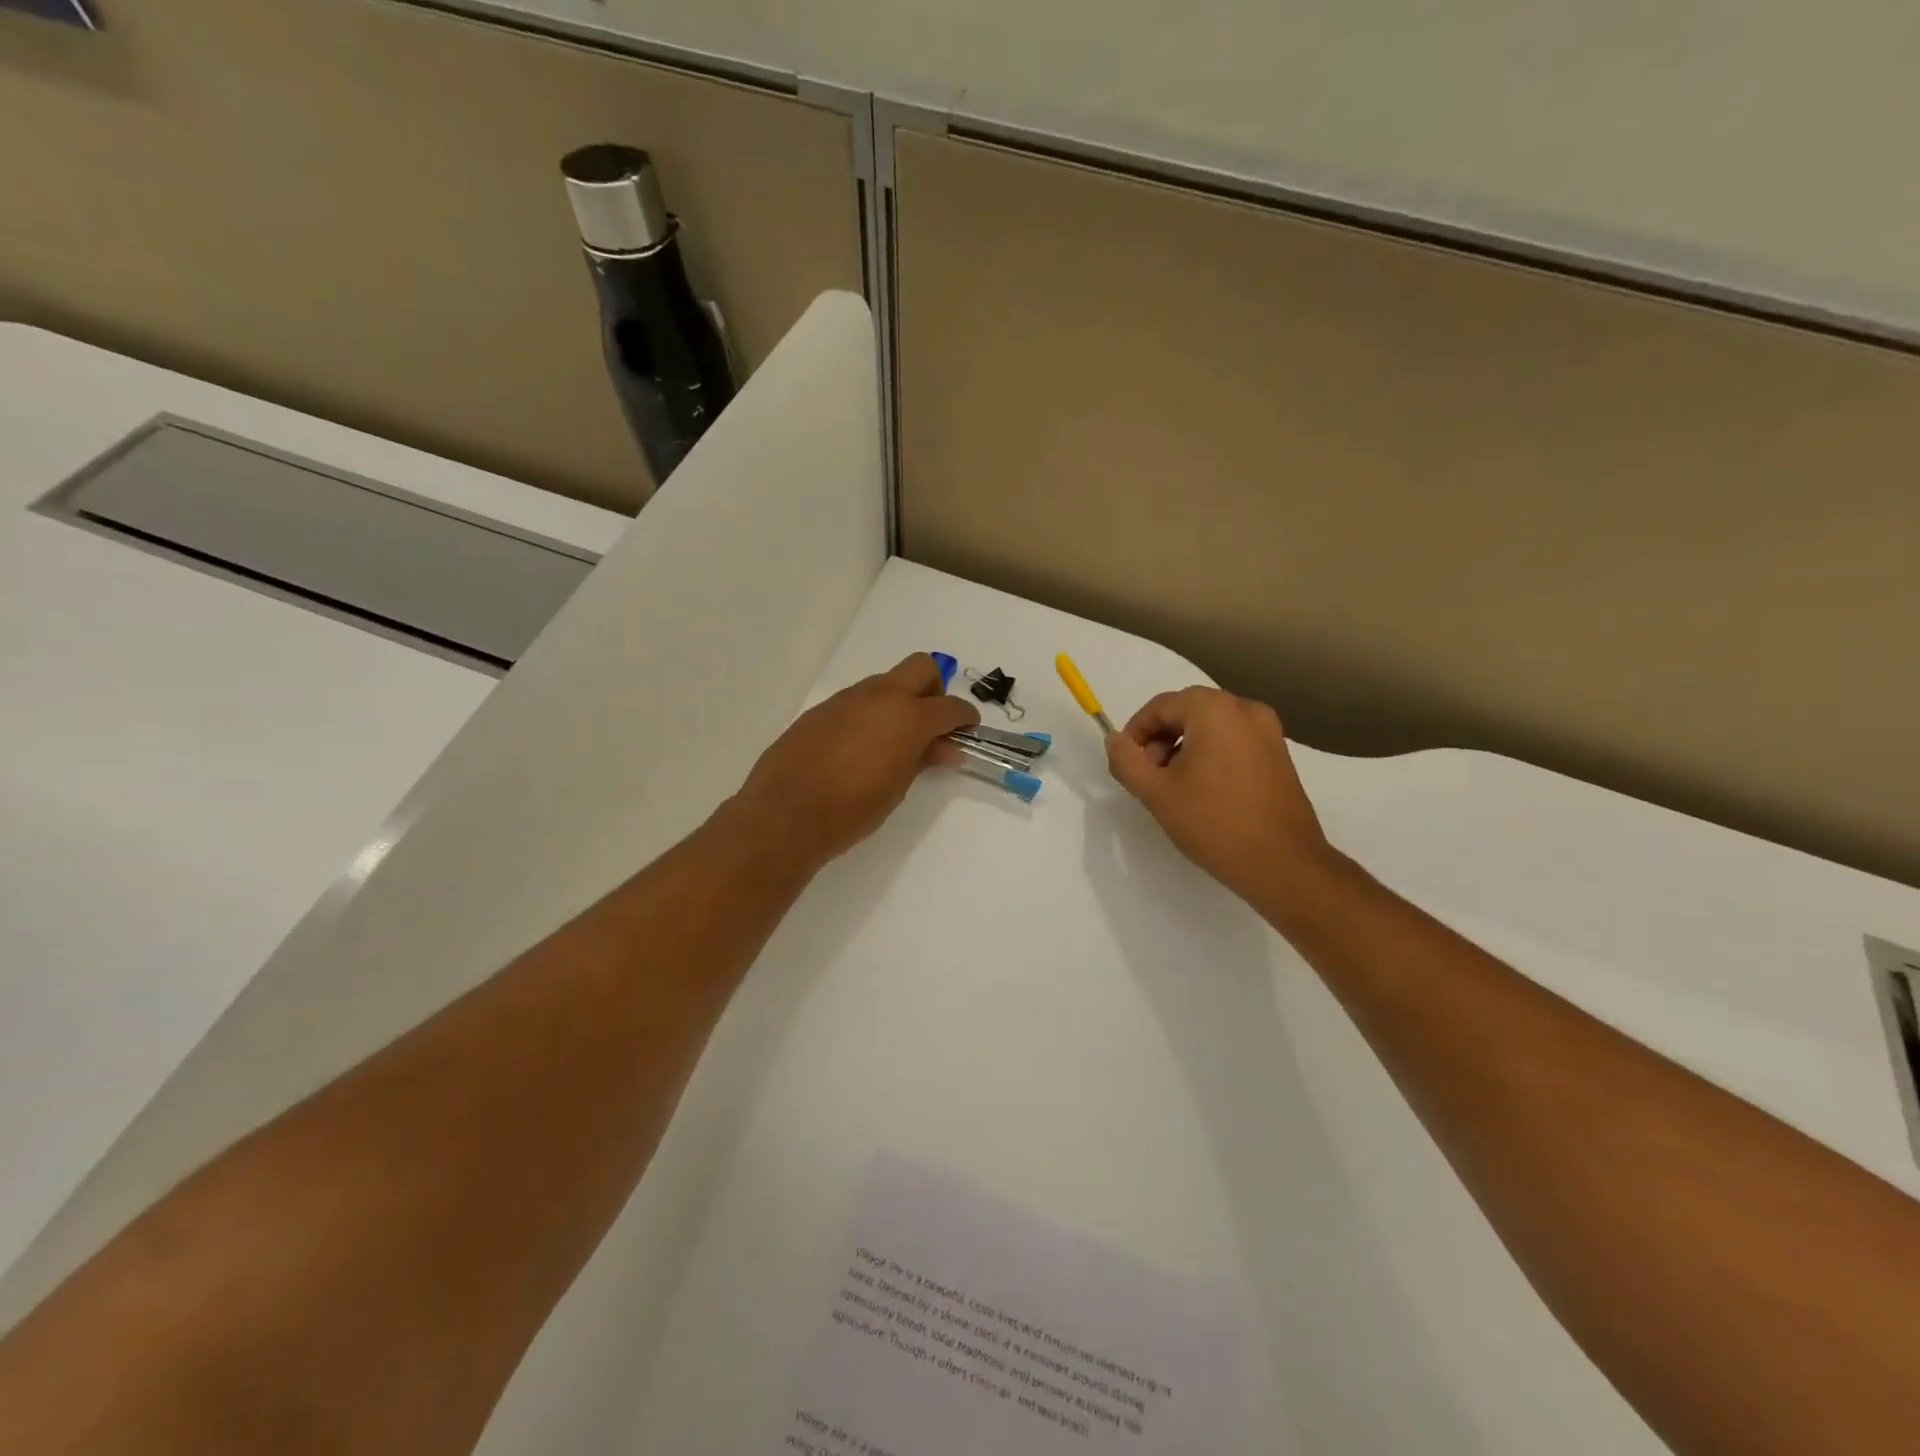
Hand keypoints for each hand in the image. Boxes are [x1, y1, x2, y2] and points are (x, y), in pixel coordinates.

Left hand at [731, 654, 979, 868]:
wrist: (785, 815)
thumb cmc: (852, 809)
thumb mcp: (898, 788)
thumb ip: (924, 759)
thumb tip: (947, 748)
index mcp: (907, 716)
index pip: (950, 705)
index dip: (965, 717)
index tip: (967, 731)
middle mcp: (879, 696)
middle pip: (921, 667)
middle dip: (934, 689)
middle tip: (931, 724)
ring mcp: (846, 699)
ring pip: (885, 683)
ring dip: (898, 702)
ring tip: (892, 742)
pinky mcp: (820, 711)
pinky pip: (856, 701)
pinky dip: (868, 714)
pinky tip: (857, 748)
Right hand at [1105, 686, 1338, 912]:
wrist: (1283, 863)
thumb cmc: (1214, 823)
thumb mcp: (1156, 793)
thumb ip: (1126, 760)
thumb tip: (1115, 740)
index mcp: (1214, 709)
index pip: (1160, 706)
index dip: (1135, 733)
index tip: (1128, 765)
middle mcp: (1244, 708)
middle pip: (1186, 711)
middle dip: (1160, 740)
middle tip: (1150, 778)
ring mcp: (1268, 730)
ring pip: (1210, 726)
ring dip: (1184, 747)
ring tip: (1175, 788)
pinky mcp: (1279, 753)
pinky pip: (1233, 740)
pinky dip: (1211, 755)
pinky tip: (1205, 792)